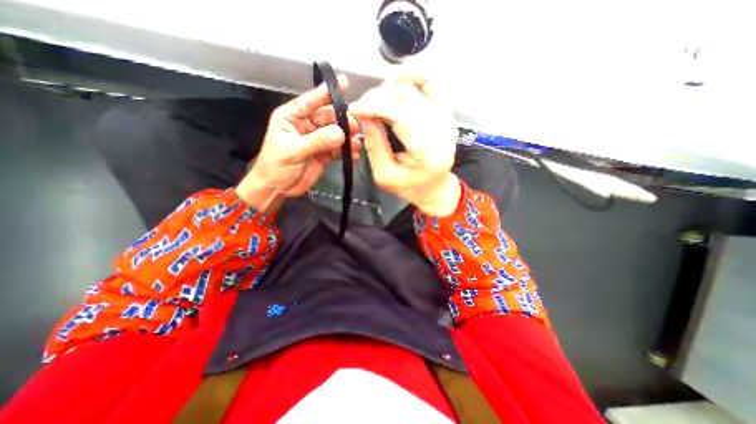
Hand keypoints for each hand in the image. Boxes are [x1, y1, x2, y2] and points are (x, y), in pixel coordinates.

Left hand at [238, 75, 363, 213]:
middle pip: (329, 117)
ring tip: (356, 144)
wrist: (278, 188)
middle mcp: (307, 125)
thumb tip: (341, 134)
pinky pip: (339, 149)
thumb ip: (317, 141)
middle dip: (343, 120)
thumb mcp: (294, 150)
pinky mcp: (325, 154)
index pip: (311, 100)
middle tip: (355, 127)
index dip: (326, 92)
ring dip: (348, 137)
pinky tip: (353, 155)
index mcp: (293, 117)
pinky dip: (347, 152)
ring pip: (337, 133)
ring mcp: (318, 140)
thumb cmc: (276, 166)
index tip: (343, 83)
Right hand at [349, 74, 461, 216]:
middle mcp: (440, 130)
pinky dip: (410, 77)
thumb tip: (363, 115)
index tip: (354, 108)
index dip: (373, 106)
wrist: (435, 188)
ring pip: (414, 89)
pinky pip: (429, 83)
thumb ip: (374, 145)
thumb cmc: (410, 186)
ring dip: (389, 89)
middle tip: (362, 107)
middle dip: (377, 98)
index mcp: (426, 151)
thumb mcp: (385, 174)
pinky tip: (395, 84)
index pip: (399, 114)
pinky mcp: (445, 112)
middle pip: (405, 98)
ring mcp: (445, 118)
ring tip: (374, 102)